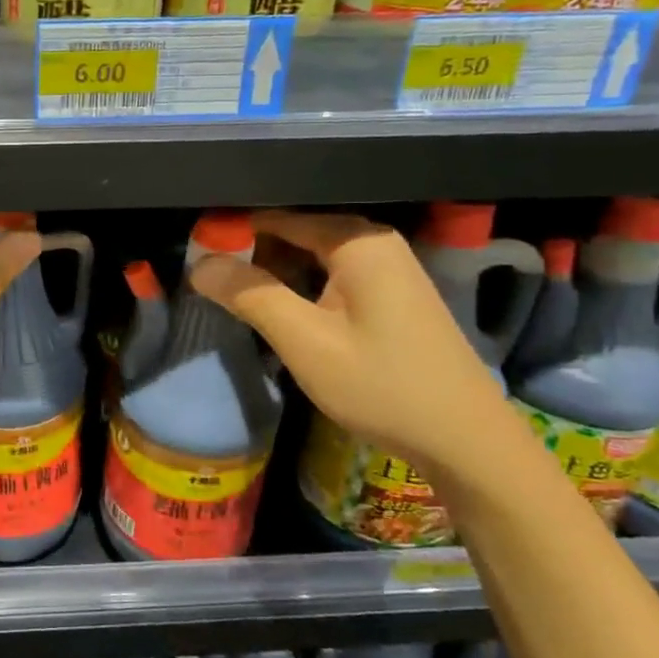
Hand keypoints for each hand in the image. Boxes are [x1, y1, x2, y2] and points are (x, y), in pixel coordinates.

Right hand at [190, 210, 510, 471]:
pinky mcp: (390, 295)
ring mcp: (387, 269)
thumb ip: (250, 294)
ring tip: (234, 300)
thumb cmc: (381, 385)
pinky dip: (299, 290)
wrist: (465, 440)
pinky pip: (330, 277)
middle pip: (294, 233)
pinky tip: (280, 316)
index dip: (231, 233)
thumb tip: (199, 263)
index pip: (277, 217)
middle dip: (251, 256)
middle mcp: (374, 243)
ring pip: (310, 258)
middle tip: (209, 284)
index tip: (193, 255)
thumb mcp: (305, 341)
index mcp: (357, 241)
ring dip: (273, 276)